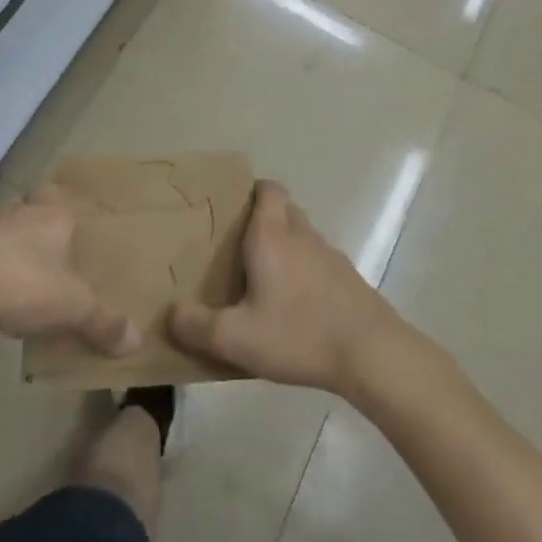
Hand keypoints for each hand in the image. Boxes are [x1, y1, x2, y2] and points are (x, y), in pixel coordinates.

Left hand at [0, 190, 140, 355]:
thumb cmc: (21, 282)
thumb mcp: (71, 307)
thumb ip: (103, 322)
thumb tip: (137, 341)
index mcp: (55, 216)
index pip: (64, 200)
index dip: (69, 213)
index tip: (75, 231)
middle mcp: (24, 213)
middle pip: (35, 208)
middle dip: (41, 226)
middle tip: (52, 252)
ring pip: (7, 227)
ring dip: (13, 244)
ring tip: (23, 272)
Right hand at [169, 182, 415, 398]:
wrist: (371, 352)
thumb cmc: (298, 333)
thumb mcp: (237, 338)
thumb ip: (197, 326)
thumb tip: (170, 315)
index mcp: (272, 235)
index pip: (267, 189)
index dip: (251, 191)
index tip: (231, 209)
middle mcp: (301, 235)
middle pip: (283, 209)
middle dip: (262, 220)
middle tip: (237, 247)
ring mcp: (329, 255)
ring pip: (301, 236)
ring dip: (284, 247)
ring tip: (261, 280)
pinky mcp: (346, 279)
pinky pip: (317, 262)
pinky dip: (303, 272)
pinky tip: (293, 307)